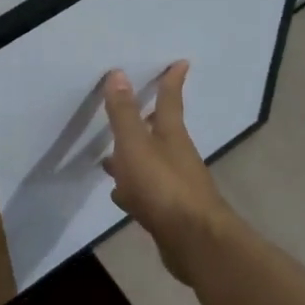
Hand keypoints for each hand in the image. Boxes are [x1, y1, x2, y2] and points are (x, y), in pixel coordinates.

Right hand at [101, 61, 234, 283]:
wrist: (193, 241)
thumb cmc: (162, 187)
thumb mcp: (136, 145)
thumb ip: (124, 113)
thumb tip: (117, 73)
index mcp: (171, 136)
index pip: (170, 101)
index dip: (171, 81)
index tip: (180, 63)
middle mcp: (176, 157)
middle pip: (160, 132)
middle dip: (147, 120)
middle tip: (135, 109)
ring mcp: (174, 186)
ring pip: (150, 163)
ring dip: (133, 158)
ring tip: (110, 158)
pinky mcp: (169, 212)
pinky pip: (146, 192)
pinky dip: (132, 188)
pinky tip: (120, 196)